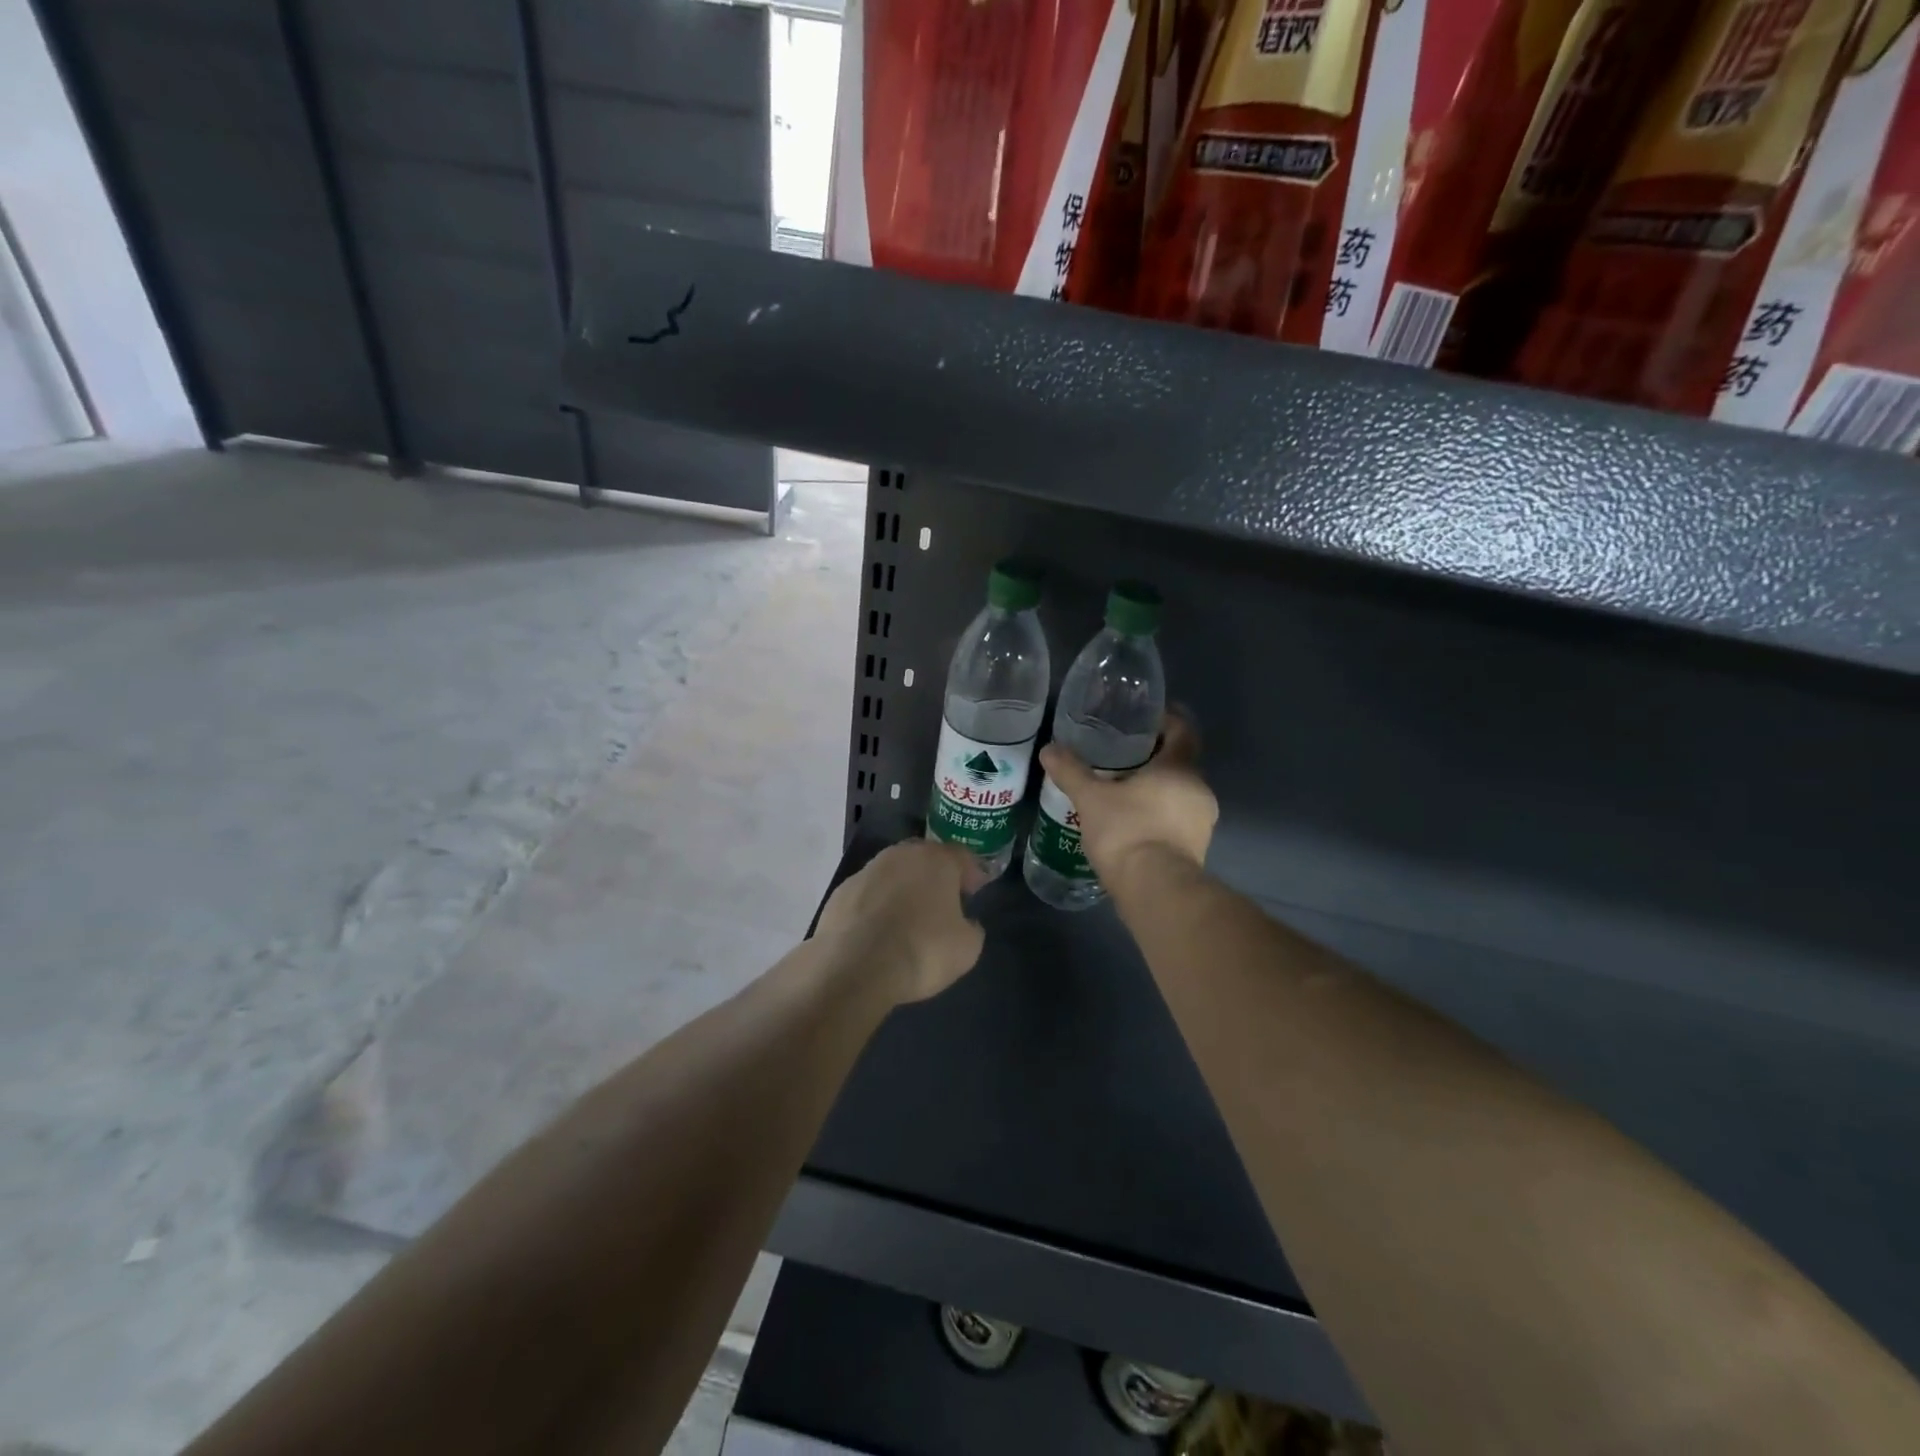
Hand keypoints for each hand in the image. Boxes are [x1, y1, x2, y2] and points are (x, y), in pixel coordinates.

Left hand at [814, 839, 986, 1004]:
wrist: (855, 968)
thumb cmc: (922, 951)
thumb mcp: (967, 948)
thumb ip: (971, 927)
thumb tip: (965, 923)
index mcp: (936, 860)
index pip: (961, 856)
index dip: (971, 872)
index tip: (975, 890)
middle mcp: (900, 855)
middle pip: (924, 858)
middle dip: (935, 875)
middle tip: (943, 899)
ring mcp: (866, 872)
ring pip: (892, 874)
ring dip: (903, 889)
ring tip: (908, 917)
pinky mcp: (840, 893)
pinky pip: (868, 895)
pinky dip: (876, 906)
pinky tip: (878, 931)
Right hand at [1038, 708, 1216, 890]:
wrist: (1156, 891)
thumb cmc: (1127, 832)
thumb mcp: (1091, 798)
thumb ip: (1071, 771)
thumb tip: (1049, 749)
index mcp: (1180, 768)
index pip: (1183, 729)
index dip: (1167, 718)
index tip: (1145, 717)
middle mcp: (1199, 789)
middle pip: (1180, 761)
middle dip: (1154, 756)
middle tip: (1122, 753)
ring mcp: (1203, 821)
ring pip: (1179, 792)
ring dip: (1157, 788)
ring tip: (1123, 789)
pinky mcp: (1197, 848)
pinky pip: (1178, 819)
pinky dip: (1159, 813)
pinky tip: (1132, 821)